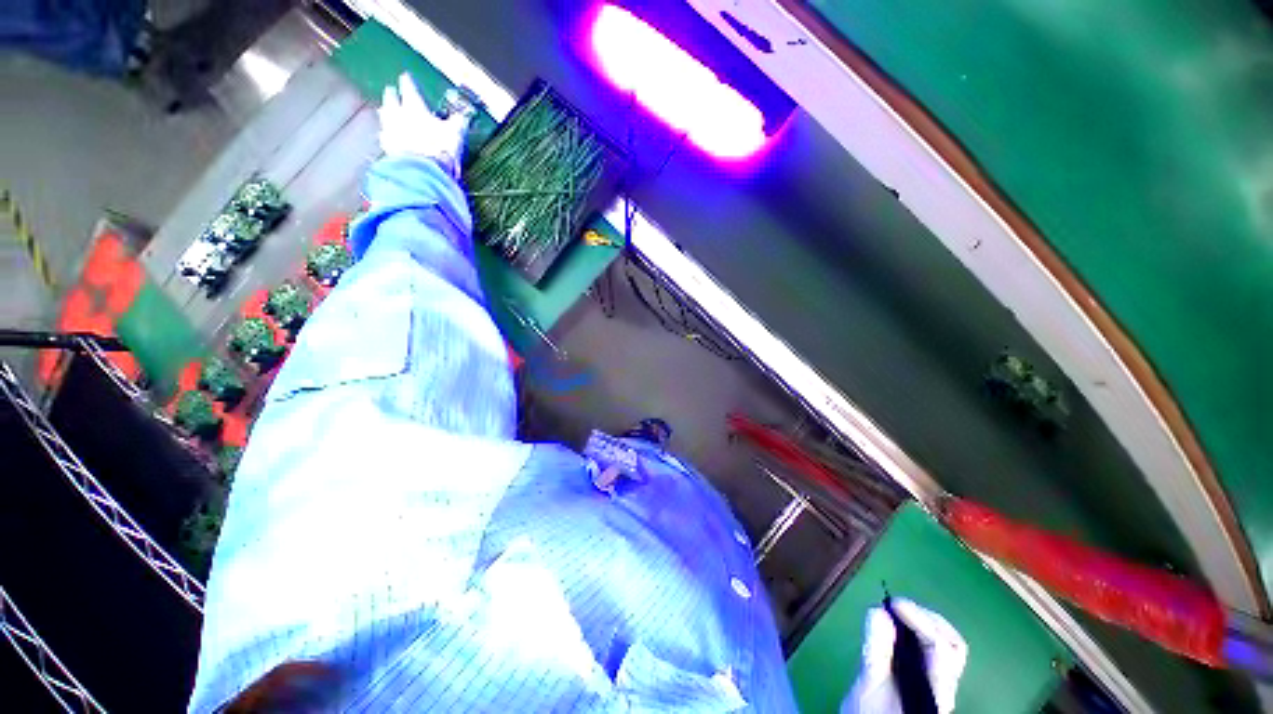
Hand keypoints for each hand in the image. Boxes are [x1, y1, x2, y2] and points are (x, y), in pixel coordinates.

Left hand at [377, 73, 470, 175]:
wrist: (424, 172)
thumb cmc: (440, 149)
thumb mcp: (454, 134)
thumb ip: (457, 123)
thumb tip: (463, 117)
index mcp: (414, 107)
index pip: (409, 88)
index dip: (408, 82)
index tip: (406, 77)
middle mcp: (397, 114)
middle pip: (391, 99)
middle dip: (392, 95)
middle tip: (392, 92)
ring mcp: (390, 131)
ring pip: (384, 116)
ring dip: (386, 113)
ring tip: (386, 112)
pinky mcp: (387, 148)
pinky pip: (385, 137)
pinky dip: (387, 135)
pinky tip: (389, 137)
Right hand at [842, 599, 967, 713]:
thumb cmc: (872, 713)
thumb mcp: (869, 685)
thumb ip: (876, 652)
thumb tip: (879, 611)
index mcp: (935, 690)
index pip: (941, 646)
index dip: (919, 619)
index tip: (892, 603)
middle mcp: (943, 686)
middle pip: (951, 644)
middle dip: (925, 618)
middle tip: (896, 605)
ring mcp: (938, 684)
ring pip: (944, 647)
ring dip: (922, 623)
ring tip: (895, 612)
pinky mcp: (926, 682)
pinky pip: (930, 652)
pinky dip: (914, 633)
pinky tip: (895, 629)